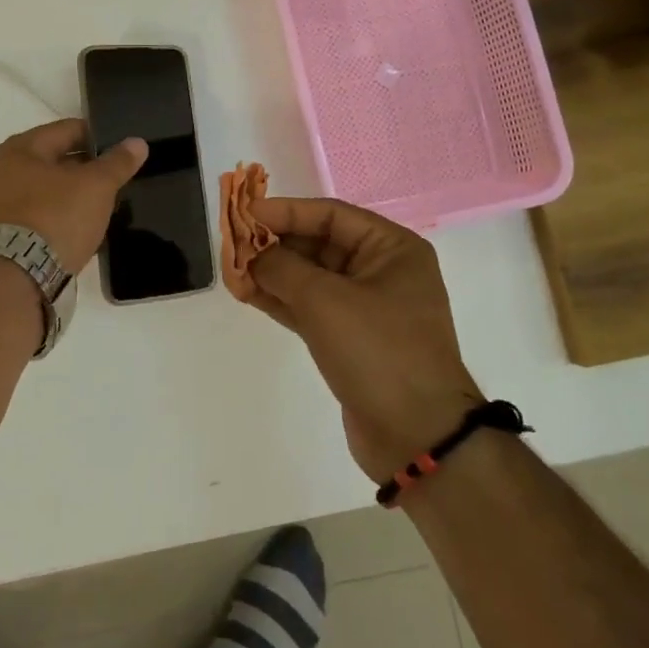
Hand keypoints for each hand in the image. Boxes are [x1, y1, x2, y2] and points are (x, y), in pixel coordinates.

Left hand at [0, 119, 147, 271]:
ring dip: (83, 191)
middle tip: (123, 174)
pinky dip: (72, 212)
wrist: (25, 275)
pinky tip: (94, 220)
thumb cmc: (58, 216)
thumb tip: (138, 143)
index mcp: (22, 148)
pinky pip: (52, 210)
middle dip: (92, 165)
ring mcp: (11, 201)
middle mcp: (9, 170)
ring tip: (113, 198)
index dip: (101, 136)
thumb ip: (118, 162)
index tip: (126, 148)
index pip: (70, 129)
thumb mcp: (97, 185)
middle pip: (62, 157)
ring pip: (58, 186)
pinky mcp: (18, 229)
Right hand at [246, 197, 482, 479]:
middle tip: (232, 242)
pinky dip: (280, 300)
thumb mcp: (325, 300)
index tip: (245, 212)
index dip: (285, 211)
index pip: (331, 215)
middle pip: (319, 244)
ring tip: (231, 267)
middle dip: (275, 243)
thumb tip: (253, 253)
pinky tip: (246, 293)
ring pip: (311, 278)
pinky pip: (309, 308)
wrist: (416, 436)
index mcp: (392, 249)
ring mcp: (366, 308)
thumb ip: (282, 267)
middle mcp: (382, 271)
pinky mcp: (350, 340)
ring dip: (272, 272)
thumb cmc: (378, 351)